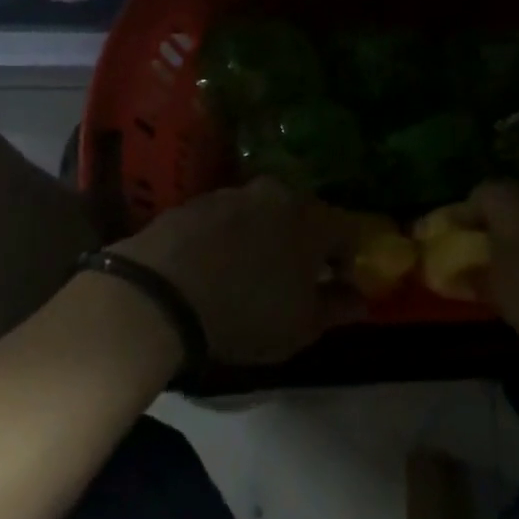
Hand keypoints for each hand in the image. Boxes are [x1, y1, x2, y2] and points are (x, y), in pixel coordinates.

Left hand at [111, 178, 368, 364]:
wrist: (159, 293)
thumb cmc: (246, 312)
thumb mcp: (301, 326)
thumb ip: (337, 307)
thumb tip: (359, 297)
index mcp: (313, 218)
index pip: (349, 231)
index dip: (349, 260)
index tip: (339, 285)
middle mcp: (278, 193)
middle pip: (304, 216)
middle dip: (305, 244)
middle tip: (295, 277)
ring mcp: (234, 193)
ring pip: (264, 214)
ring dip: (266, 237)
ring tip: (250, 273)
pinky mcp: (196, 201)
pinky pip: (226, 220)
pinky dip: (230, 238)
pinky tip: (215, 267)